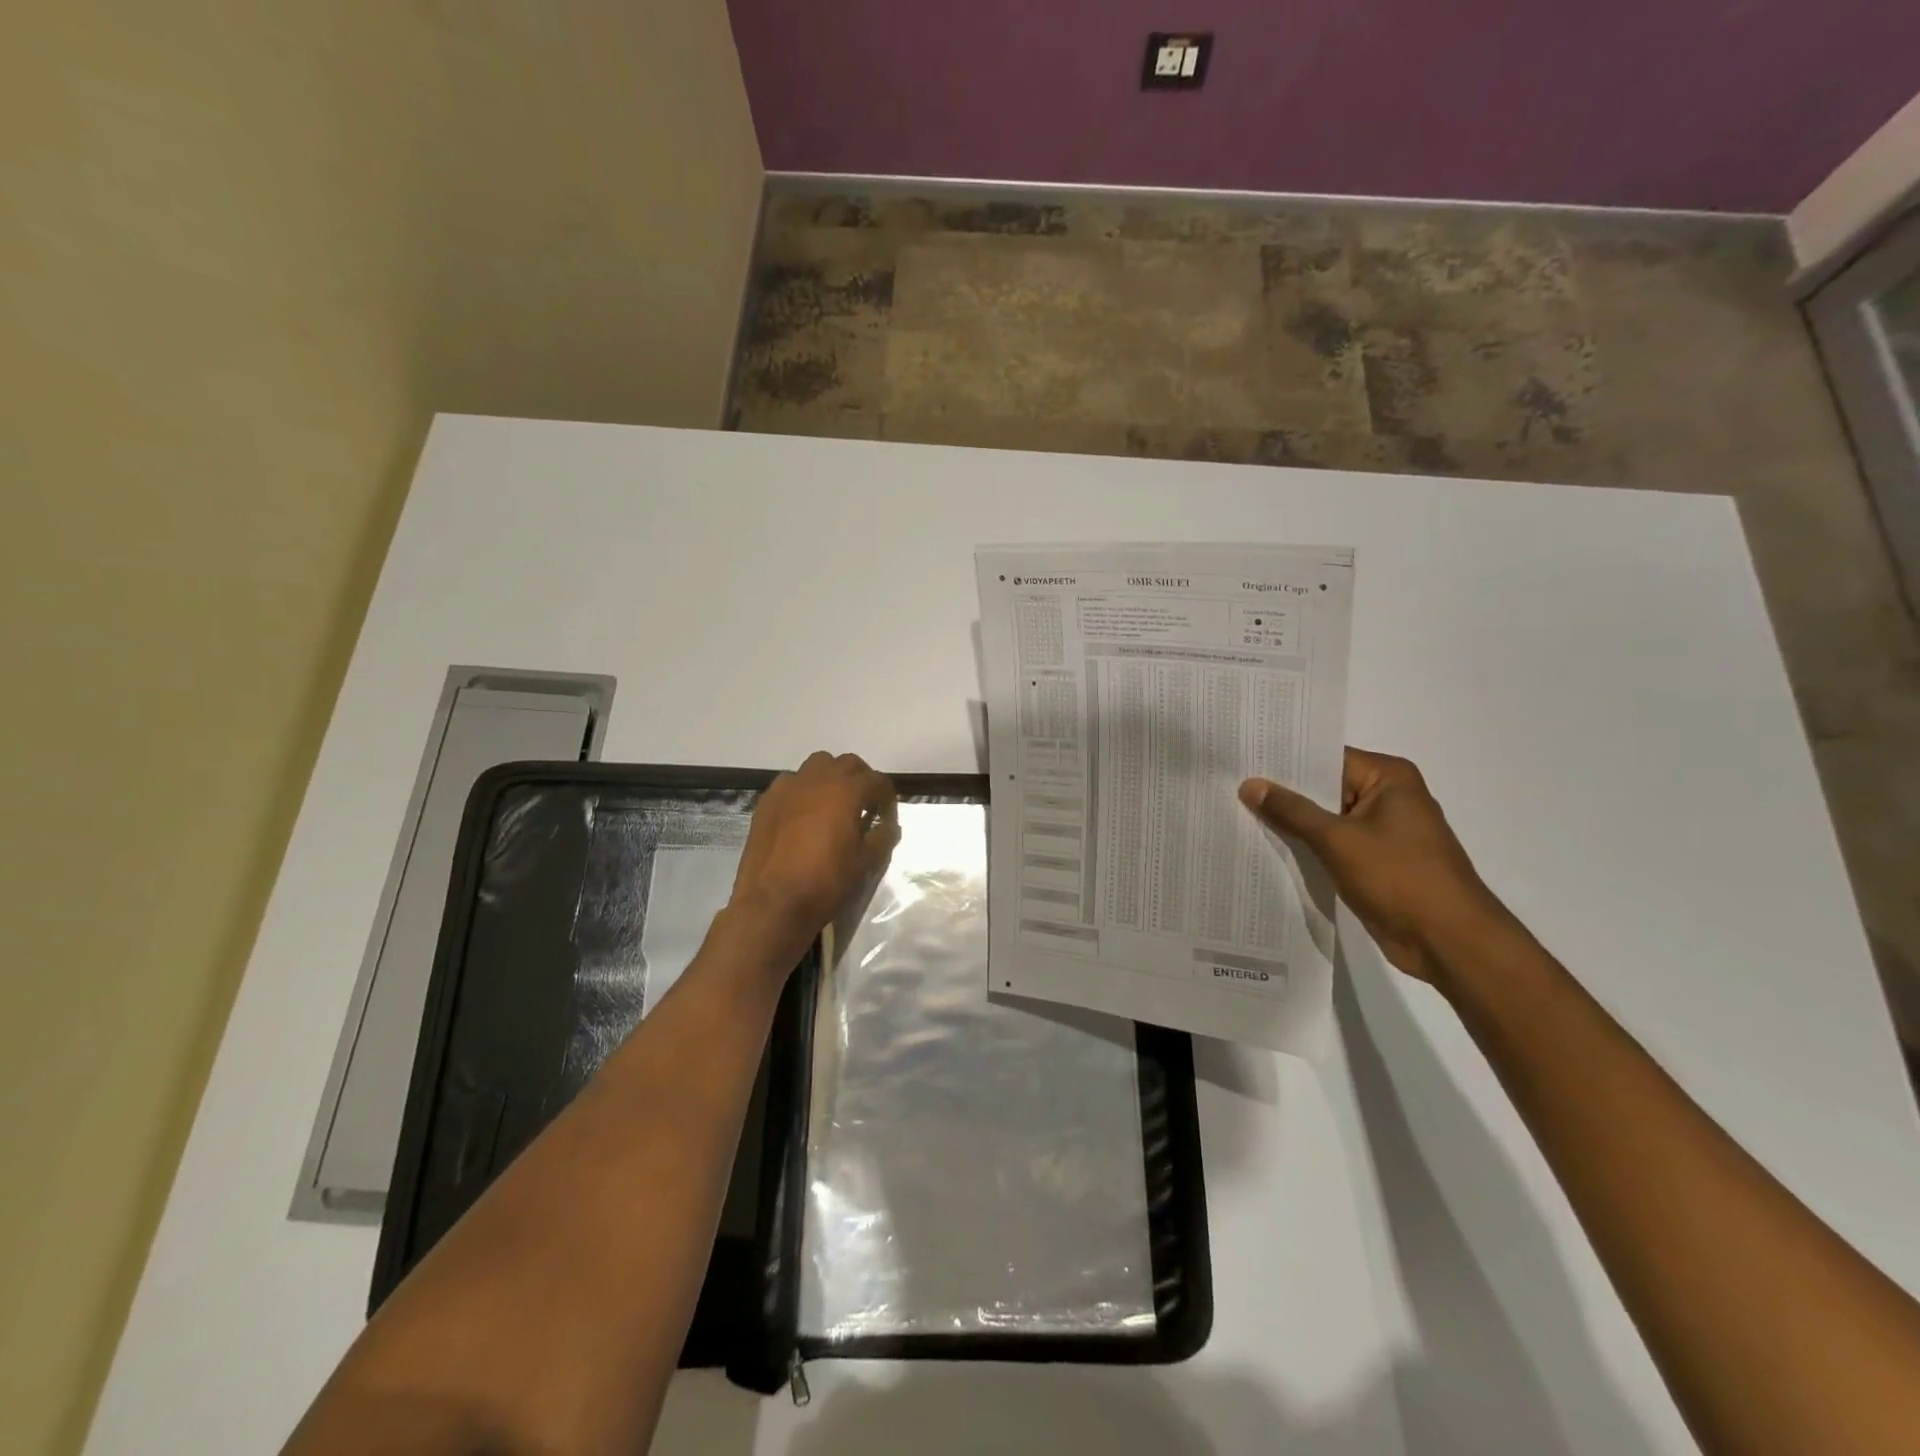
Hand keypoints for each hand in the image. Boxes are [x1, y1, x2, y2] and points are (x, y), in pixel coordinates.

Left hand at [729, 751, 898, 956]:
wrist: (772, 903)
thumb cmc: (825, 882)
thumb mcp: (865, 863)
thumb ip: (882, 838)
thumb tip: (888, 826)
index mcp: (846, 791)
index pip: (876, 781)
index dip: (886, 798)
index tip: (886, 817)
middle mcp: (817, 779)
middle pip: (847, 764)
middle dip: (860, 779)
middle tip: (864, 805)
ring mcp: (788, 787)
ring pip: (816, 766)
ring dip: (831, 779)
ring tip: (833, 805)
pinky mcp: (766, 802)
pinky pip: (791, 783)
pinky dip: (803, 791)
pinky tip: (803, 816)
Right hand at [1239, 747, 1515, 986]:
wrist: (1449, 942)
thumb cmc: (1400, 878)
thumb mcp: (1338, 840)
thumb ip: (1292, 811)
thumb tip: (1250, 784)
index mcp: (1389, 778)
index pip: (1326, 757)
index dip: (1284, 760)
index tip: (1243, 758)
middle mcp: (1388, 797)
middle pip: (1325, 786)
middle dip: (1283, 792)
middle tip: (1231, 785)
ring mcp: (1383, 830)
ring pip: (1326, 817)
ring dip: (1292, 821)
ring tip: (1238, 812)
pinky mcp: (1376, 860)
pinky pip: (1333, 843)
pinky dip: (1307, 845)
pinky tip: (1268, 845)